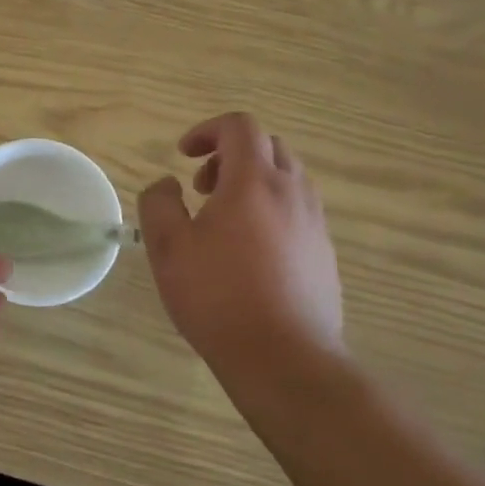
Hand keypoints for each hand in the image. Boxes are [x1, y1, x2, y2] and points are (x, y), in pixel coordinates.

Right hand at [137, 114, 344, 386]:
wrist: (285, 358)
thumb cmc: (218, 296)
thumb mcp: (167, 247)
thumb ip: (159, 203)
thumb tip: (168, 184)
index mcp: (253, 181)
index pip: (240, 126)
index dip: (207, 130)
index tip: (183, 155)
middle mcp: (292, 192)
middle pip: (268, 147)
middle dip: (230, 155)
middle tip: (202, 187)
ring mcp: (315, 223)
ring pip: (287, 179)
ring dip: (253, 182)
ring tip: (224, 221)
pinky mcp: (325, 254)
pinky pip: (299, 211)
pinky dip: (271, 210)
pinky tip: (249, 253)